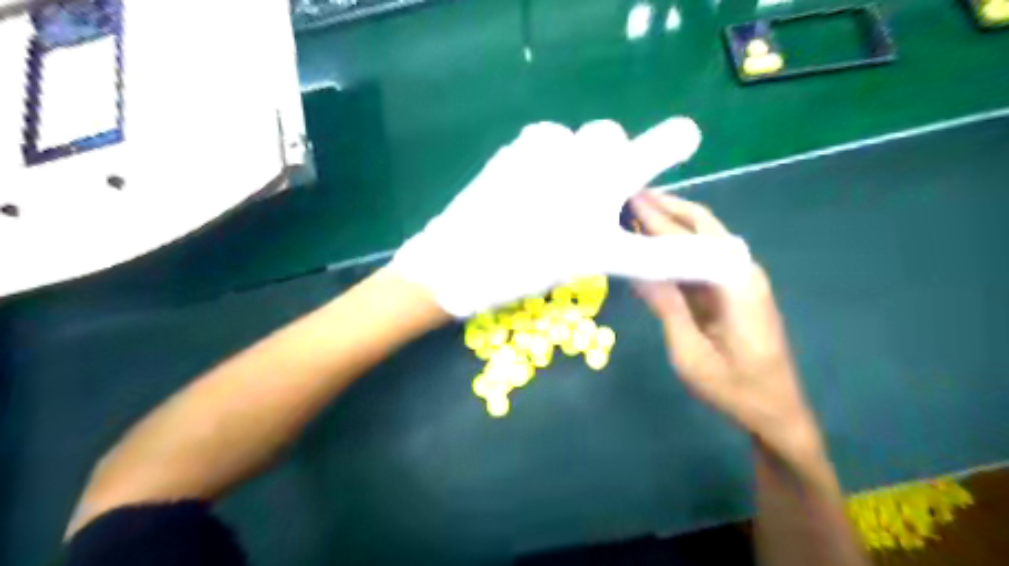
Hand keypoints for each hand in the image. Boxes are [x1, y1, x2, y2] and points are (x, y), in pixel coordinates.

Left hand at [389, 117, 752, 316]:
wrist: (455, 263)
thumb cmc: (527, 267)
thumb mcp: (597, 261)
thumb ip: (658, 253)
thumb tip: (726, 258)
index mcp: (602, 178)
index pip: (655, 148)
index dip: (672, 143)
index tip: (682, 141)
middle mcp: (575, 150)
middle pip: (610, 138)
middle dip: (609, 164)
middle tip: (591, 203)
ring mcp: (538, 145)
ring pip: (577, 140)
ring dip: (576, 164)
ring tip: (556, 203)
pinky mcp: (511, 150)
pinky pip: (545, 144)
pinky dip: (547, 163)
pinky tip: (530, 194)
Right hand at [632, 192, 822, 462]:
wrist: (776, 410)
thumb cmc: (733, 388)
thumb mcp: (690, 354)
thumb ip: (667, 307)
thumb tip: (638, 269)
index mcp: (734, 283)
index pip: (688, 239)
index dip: (656, 218)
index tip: (628, 197)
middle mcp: (742, 270)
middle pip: (703, 225)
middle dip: (667, 207)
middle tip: (630, 193)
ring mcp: (741, 278)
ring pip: (705, 237)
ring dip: (673, 220)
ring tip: (638, 208)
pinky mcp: (736, 288)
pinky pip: (704, 256)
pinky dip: (679, 243)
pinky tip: (657, 240)